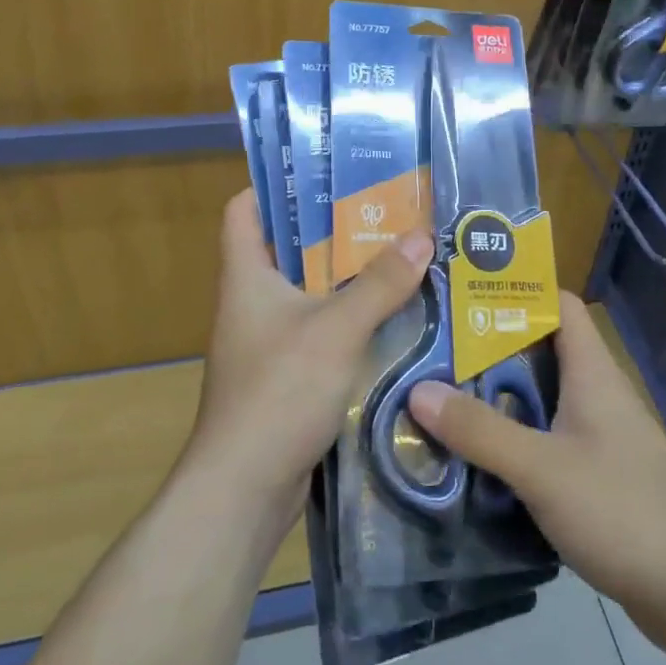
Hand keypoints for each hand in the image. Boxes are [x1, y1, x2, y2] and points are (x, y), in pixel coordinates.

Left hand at [186, 188, 432, 511]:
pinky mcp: (284, 375)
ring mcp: (266, 341)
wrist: (244, 490)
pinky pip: (319, 331)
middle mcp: (251, 302)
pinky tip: (391, 319)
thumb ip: (380, 283)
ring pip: (308, 292)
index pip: (244, 209)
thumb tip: (422, 235)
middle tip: (385, 213)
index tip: (326, 174)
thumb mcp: (336, 329)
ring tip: (398, 258)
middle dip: (333, 231)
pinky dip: (348, 321)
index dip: (276, 186)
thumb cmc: (279, 391)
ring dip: (347, 279)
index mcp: (246, 276)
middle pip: (287, 248)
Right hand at [408, 292, 665, 660]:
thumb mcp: (541, 469)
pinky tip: (480, 458)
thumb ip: (481, 431)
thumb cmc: (621, 511)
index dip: (517, 292)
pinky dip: (516, 441)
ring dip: (499, 400)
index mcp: (592, 373)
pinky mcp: (600, 475)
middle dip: (490, 350)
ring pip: (542, 400)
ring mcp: (602, 436)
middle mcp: (598, 394)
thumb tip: (418, 390)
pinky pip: (549, 440)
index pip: (559, 305)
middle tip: (434, 352)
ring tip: (442, 400)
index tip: (464, 295)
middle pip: (541, 352)